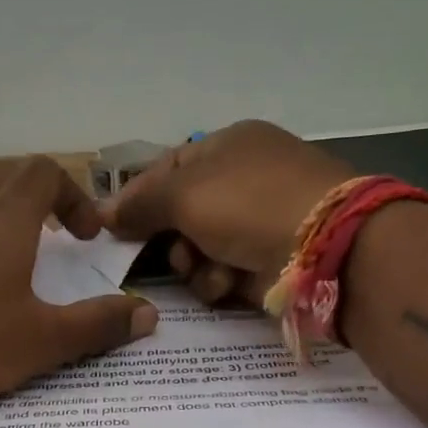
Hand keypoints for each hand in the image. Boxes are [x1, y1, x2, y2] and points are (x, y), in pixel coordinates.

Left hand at [0, 156, 157, 402]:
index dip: (74, 195)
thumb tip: (147, 314)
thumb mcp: (41, 341)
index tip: (86, 237)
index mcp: (5, 221)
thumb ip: (96, 326)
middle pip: (7, 178)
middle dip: (41, 200)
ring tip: (20, 272)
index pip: (43, 172)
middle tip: (56, 240)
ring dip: (6, 226)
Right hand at [103, 120, 353, 305]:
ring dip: (193, 263)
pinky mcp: (267, 260)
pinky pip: (221, 272)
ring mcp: (257, 222)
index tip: (112, 225)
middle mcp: (243, 180)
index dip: (138, 196)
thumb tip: (103, 212)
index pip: (167, 168)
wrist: (324, 247)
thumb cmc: (248, 204)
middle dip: (169, 237)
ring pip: (196, 249)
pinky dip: (218, 280)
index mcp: (228, 146)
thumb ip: (139, 203)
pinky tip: (228, 282)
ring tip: (207, 266)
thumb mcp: (184, 193)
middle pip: (179, 214)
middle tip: (167, 249)